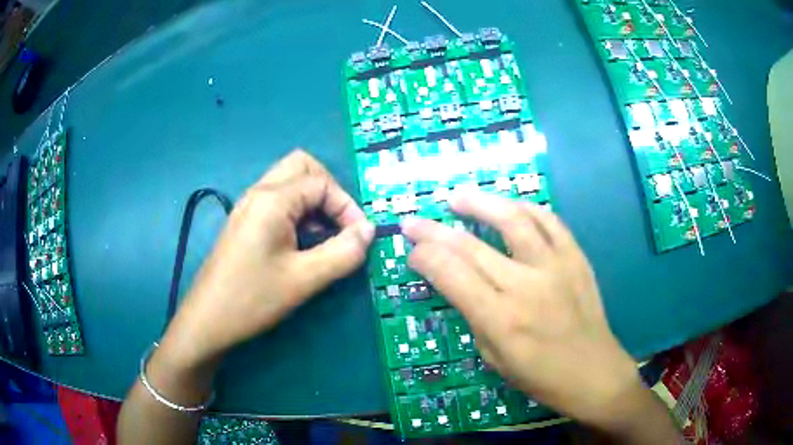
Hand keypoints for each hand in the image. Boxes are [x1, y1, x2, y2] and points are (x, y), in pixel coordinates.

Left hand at [161, 150, 374, 367]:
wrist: (207, 320)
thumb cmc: (253, 299)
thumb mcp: (304, 279)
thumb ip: (343, 253)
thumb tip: (369, 231)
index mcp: (272, 199)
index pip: (321, 183)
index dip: (347, 206)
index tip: (358, 238)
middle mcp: (259, 192)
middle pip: (302, 166)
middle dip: (329, 190)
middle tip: (339, 224)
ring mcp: (248, 205)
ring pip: (289, 181)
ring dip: (313, 200)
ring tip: (323, 236)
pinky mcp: (245, 220)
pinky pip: (278, 199)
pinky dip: (298, 210)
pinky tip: (301, 242)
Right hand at [401, 193, 642, 428]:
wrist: (594, 371)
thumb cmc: (540, 376)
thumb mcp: (493, 357)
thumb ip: (473, 315)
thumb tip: (456, 282)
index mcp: (501, 319)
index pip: (450, 274)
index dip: (424, 257)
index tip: (413, 253)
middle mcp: (526, 286)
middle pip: (470, 246)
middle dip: (434, 231)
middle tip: (414, 222)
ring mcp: (555, 266)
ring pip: (512, 219)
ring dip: (480, 203)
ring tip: (458, 197)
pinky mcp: (576, 257)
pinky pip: (550, 221)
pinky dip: (525, 208)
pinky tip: (509, 206)